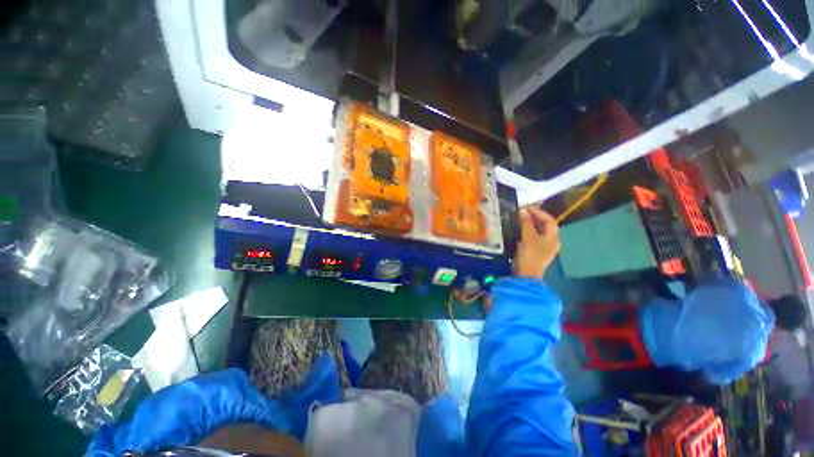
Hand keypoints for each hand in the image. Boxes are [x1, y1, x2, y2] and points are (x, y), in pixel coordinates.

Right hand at [514, 207, 560, 278]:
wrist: (526, 275)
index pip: (549, 220)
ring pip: (539, 232)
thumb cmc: (530, 254)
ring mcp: (545, 248)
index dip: (538, 212)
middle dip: (535, 218)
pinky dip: (528, 232)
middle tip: (522, 213)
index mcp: (553, 237)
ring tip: (520, 220)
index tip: (526, 207)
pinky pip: (534, 238)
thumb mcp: (527, 237)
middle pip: (546, 226)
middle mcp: (552, 241)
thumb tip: (523, 210)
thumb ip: (526, 223)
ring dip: (531, 225)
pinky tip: (520, 231)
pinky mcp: (537, 252)